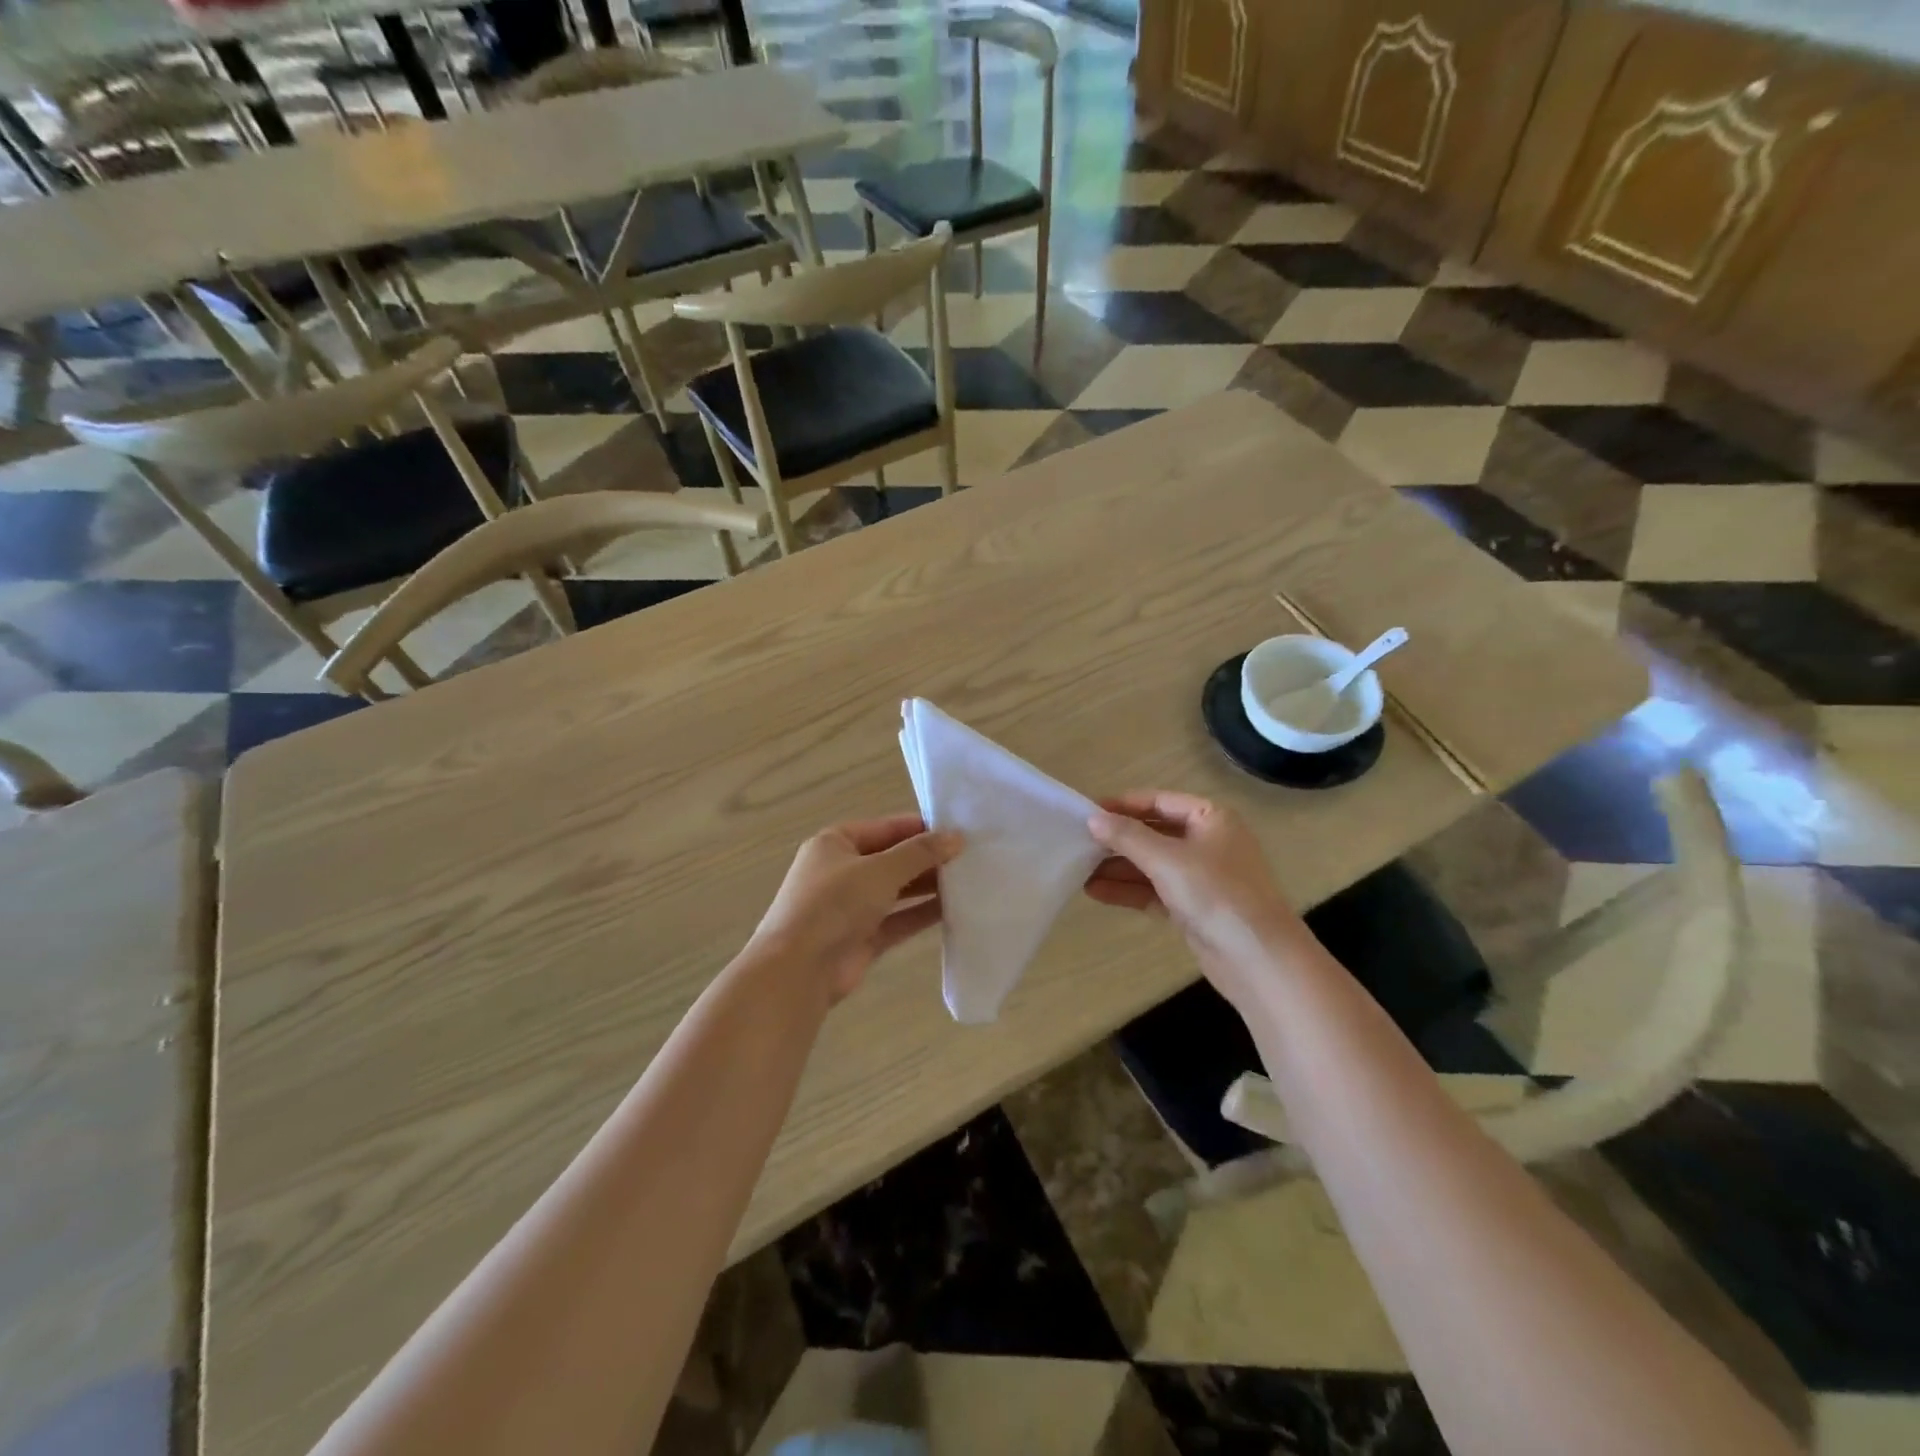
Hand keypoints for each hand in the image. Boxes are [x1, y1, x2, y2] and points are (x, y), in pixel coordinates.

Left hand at [748, 814, 963, 1002]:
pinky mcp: (862, 937)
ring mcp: (851, 907)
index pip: (886, 828)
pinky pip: (898, 919)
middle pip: (893, 859)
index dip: (921, 828)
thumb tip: (957, 837)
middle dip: (928, 859)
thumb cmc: (835, 904)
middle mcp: (842, 871)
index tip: (960, 831)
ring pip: (897, 891)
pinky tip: (954, 910)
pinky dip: (922, 914)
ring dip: (928, 887)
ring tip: (969, 881)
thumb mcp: (880, 870)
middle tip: (971, 858)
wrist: (799, 969)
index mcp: (836, 843)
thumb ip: (920, 853)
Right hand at [1084, 791, 1311, 995]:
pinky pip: (1154, 891)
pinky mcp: (1193, 907)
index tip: (1087, 813)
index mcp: (1211, 818)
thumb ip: (1127, 837)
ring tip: (1078, 871)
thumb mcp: (1167, 859)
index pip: (1159, 801)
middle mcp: (1207, 842)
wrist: (1258, 959)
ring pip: (1151, 865)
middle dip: (1117, 840)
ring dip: (1117, 868)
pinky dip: (1128, 890)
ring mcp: (1201, 877)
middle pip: (1153, 833)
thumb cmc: (1216, 894)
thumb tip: (1093, 818)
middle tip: (1077, 844)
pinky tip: (1096, 892)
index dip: (1123, 805)